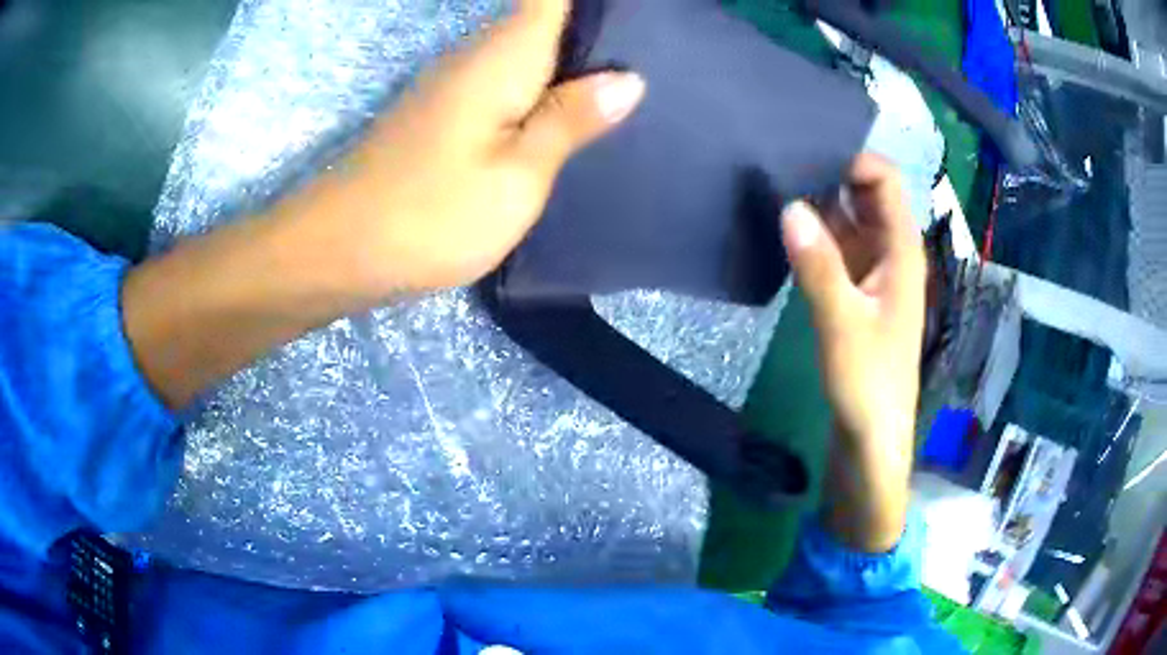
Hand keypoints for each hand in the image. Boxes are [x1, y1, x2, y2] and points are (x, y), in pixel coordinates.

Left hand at [280, 0, 645, 297]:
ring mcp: (455, 84)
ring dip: (572, 58)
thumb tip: (629, 79)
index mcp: (503, 55)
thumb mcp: (518, 175)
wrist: (341, 249)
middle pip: (543, 18)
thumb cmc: (432, 213)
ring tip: (628, 78)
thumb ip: (570, 120)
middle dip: (595, 29)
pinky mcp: (444, 113)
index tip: (639, 13)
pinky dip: (542, 87)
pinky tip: (570, 112)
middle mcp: (477, 56)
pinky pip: (506, 80)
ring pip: (526, 50)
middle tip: (653, 51)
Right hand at [779, 154, 925, 551]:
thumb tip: (789, 206)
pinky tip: (783, 228)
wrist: (871, 438)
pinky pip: (836, 246)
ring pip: (847, 219)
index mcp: (901, 250)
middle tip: (777, 163)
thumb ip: (818, 267)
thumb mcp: (842, 325)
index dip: (851, 160)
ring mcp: (872, 271)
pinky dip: (814, 233)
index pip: (884, 180)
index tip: (804, 152)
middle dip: (828, 174)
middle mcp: (890, 252)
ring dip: (818, 203)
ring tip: (771, 186)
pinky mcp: (855, 291)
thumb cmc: (868, 384)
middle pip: (864, 194)